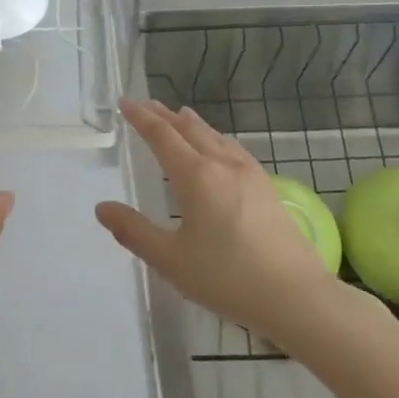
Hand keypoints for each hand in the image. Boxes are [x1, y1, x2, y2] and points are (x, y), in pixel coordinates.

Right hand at [97, 98, 348, 342]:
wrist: (297, 296)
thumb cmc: (227, 278)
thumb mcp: (171, 260)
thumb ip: (133, 231)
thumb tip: (101, 208)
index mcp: (195, 176)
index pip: (162, 135)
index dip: (141, 117)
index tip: (124, 102)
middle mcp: (221, 164)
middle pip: (188, 129)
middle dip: (164, 115)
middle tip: (145, 104)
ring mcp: (249, 174)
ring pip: (214, 136)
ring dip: (191, 123)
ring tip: (179, 115)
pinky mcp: (267, 187)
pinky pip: (232, 148)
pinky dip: (215, 138)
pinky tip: (219, 147)